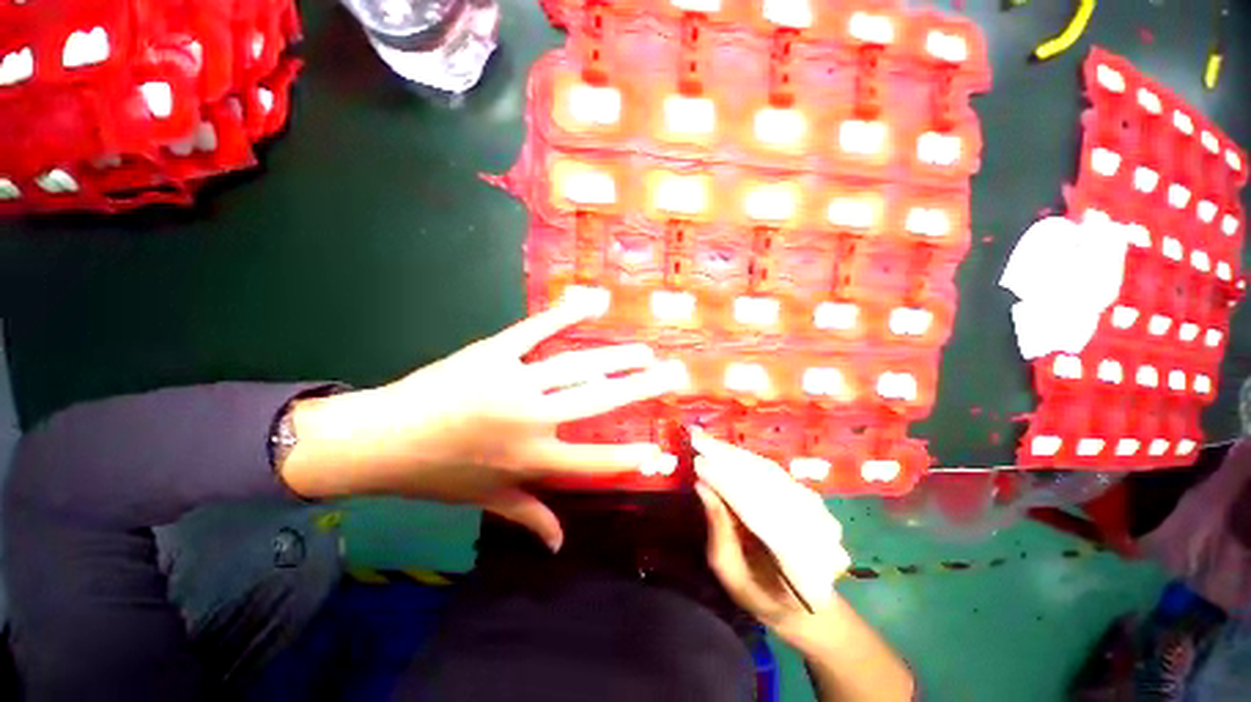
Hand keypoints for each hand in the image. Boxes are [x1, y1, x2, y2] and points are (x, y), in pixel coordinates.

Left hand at [281, 297, 685, 550]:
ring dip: (616, 357)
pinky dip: (565, 314)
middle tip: (671, 374)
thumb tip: (560, 544)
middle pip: (598, 402)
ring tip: (643, 351)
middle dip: (640, 388)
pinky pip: (536, 330)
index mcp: (531, 459)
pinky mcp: (494, 352)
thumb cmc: (438, 474)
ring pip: (577, 366)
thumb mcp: (485, 500)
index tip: (658, 447)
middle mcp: (531, 420)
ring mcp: (514, 382)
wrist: (382, 439)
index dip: (629, 456)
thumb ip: (528, 516)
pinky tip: (592, 303)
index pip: (593, 461)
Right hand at [694, 434, 915, 701]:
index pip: (756, 511)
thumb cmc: (764, 597)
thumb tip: (702, 487)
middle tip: (699, 442)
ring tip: (710, 443)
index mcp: (796, 565)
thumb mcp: (732, 575)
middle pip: (766, 486)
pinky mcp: (814, 501)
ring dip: (738, 456)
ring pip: (771, 475)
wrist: (811, 608)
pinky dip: (750, 461)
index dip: (726, 484)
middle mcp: (815, 533)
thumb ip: (719, 532)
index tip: (698, 463)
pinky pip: (777, 474)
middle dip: (729, 461)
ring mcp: (819, 514)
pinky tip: (730, 453)